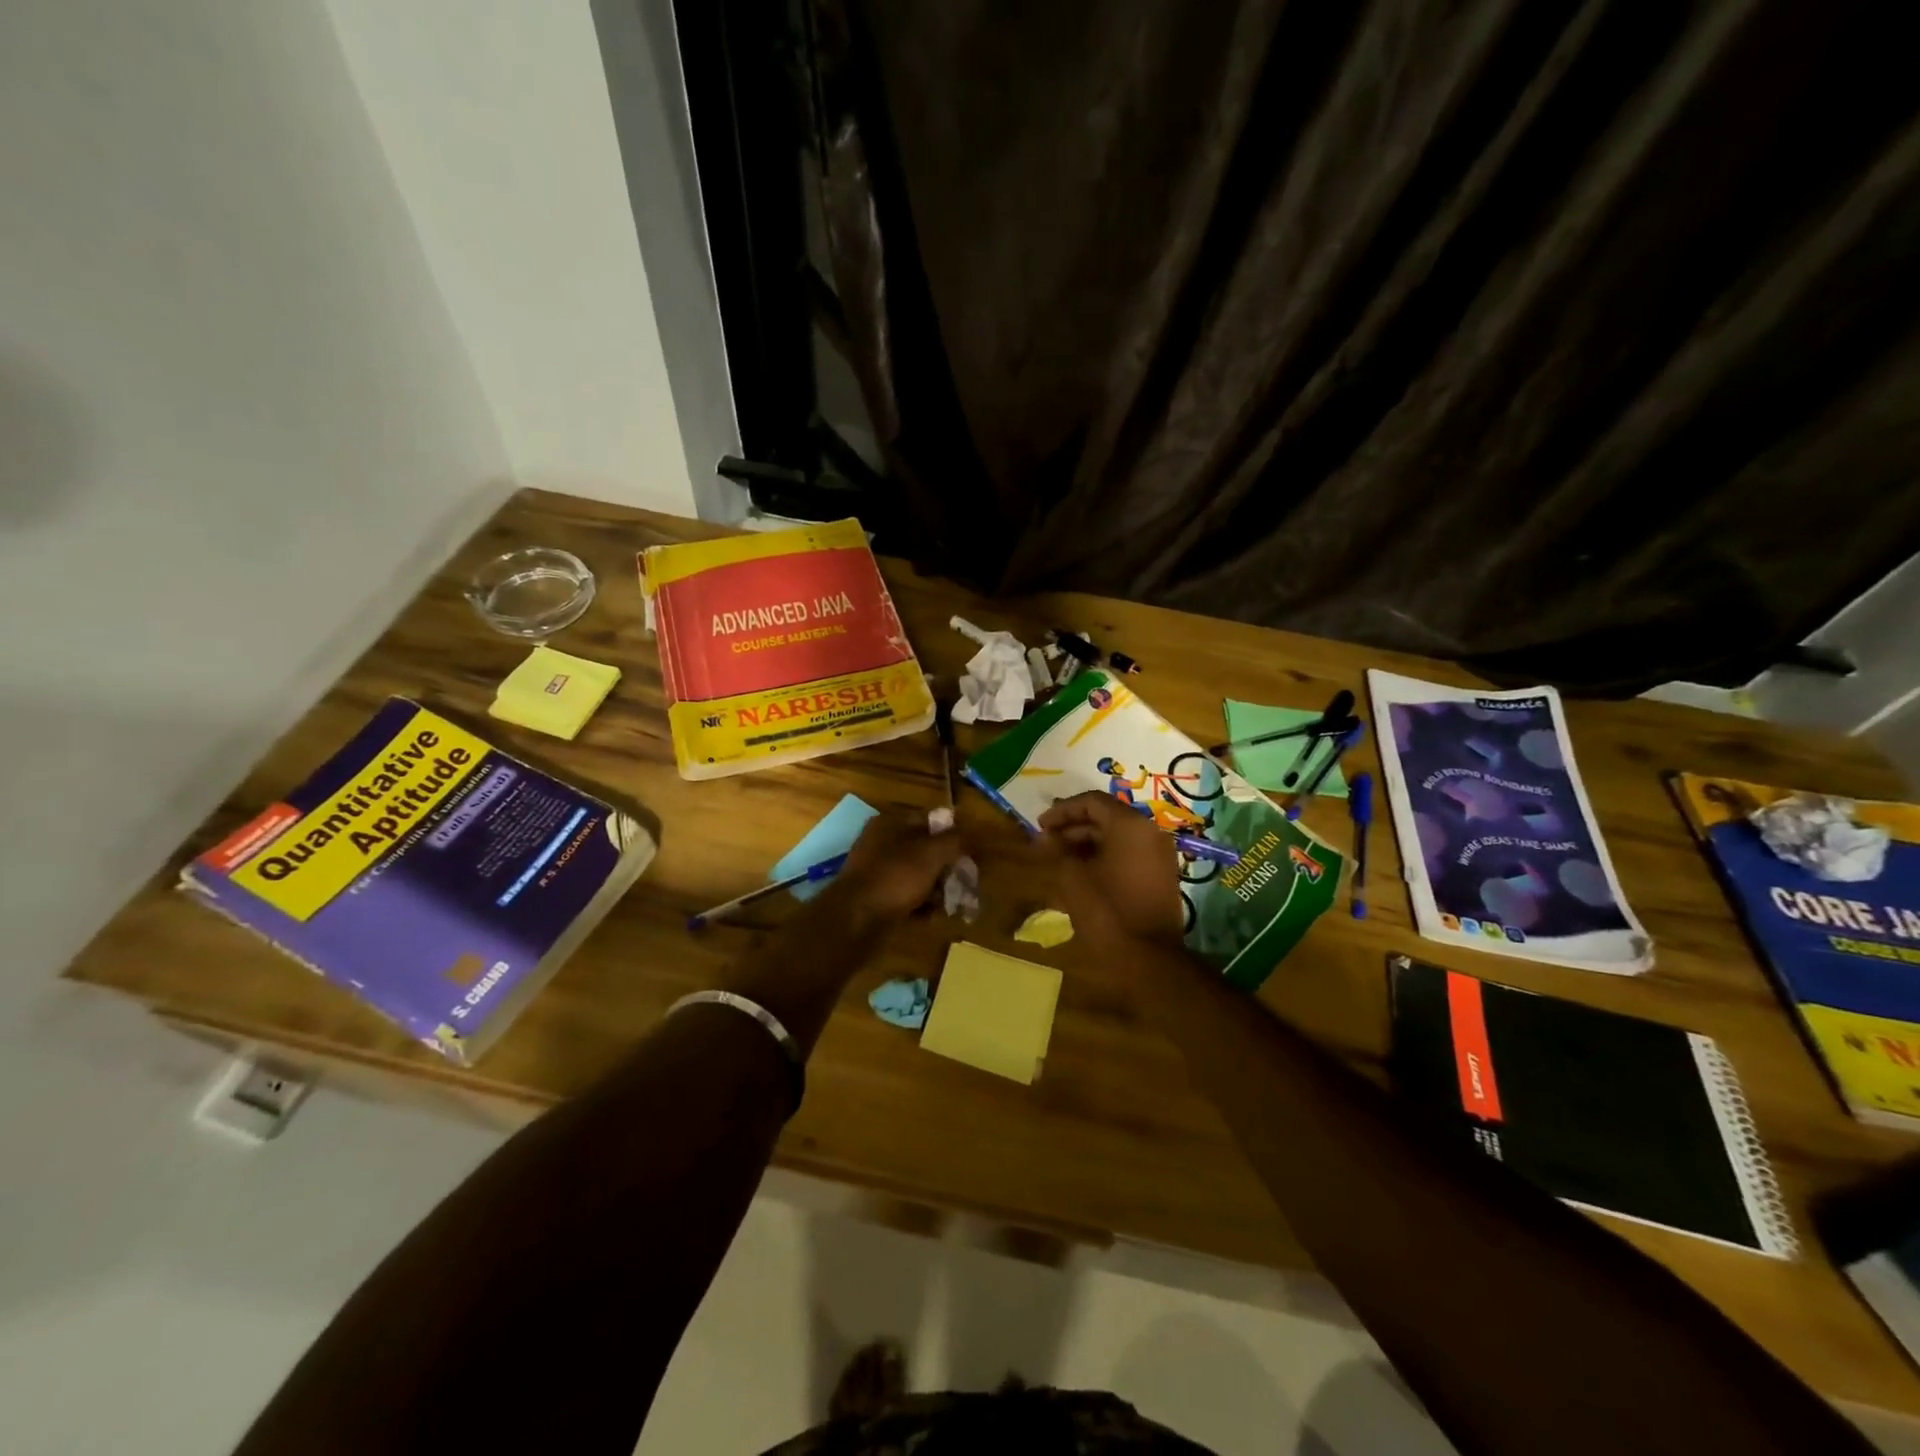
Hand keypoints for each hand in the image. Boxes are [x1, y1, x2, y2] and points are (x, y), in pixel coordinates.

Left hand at [831, 811, 963, 922]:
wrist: (855, 920)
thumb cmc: (895, 877)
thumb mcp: (932, 853)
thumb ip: (957, 840)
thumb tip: (977, 832)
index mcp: (891, 822)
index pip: (932, 820)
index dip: (956, 834)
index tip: (974, 853)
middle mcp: (883, 843)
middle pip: (927, 850)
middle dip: (949, 867)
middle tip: (966, 883)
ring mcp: (878, 872)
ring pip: (919, 875)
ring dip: (938, 889)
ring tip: (952, 903)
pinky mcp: (877, 898)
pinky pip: (908, 897)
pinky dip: (922, 905)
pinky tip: (932, 916)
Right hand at [1037, 791, 1184, 948]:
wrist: (1150, 959)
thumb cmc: (1107, 911)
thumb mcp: (1072, 877)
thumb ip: (1057, 850)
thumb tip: (1044, 837)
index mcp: (1130, 825)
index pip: (1092, 802)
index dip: (1062, 811)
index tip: (1040, 825)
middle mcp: (1149, 832)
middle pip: (1105, 817)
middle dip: (1072, 827)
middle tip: (1046, 842)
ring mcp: (1158, 854)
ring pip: (1116, 837)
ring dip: (1086, 843)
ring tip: (1058, 859)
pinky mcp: (1160, 875)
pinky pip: (1127, 854)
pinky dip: (1103, 857)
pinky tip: (1080, 873)